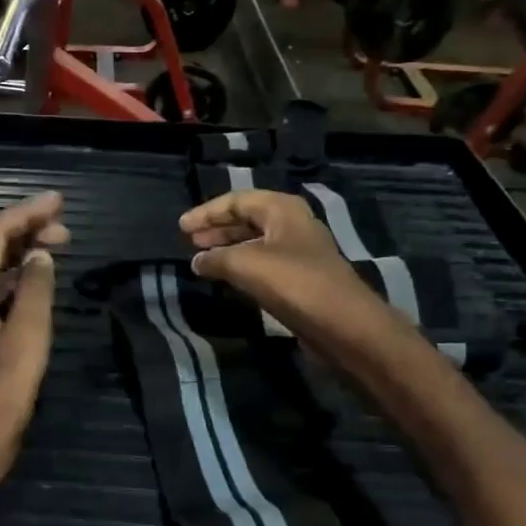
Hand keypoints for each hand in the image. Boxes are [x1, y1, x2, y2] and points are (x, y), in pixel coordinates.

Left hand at [0, 192, 68, 514]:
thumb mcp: (25, 347)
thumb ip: (35, 295)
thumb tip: (42, 256)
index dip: (23, 214)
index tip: (58, 201)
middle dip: (21, 227)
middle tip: (63, 224)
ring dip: (16, 250)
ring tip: (55, 244)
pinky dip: (10, 276)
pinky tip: (33, 280)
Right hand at [180, 190, 393, 342]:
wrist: (343, 325)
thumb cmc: (294, 283)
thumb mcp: (245, 264)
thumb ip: (216, 258)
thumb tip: (197, 261)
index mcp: (282, 209)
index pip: (237, 200)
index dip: (207, 212)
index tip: (181, 228)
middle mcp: (293, 225)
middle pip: (248, 218)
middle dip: (218, 228)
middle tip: (191, 241)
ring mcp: (300, 253)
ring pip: (256, 242)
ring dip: (229, 248)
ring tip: (203, 260)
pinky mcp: (302, 279)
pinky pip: (264, 264)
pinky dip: (242, 266)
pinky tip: (228, 278)